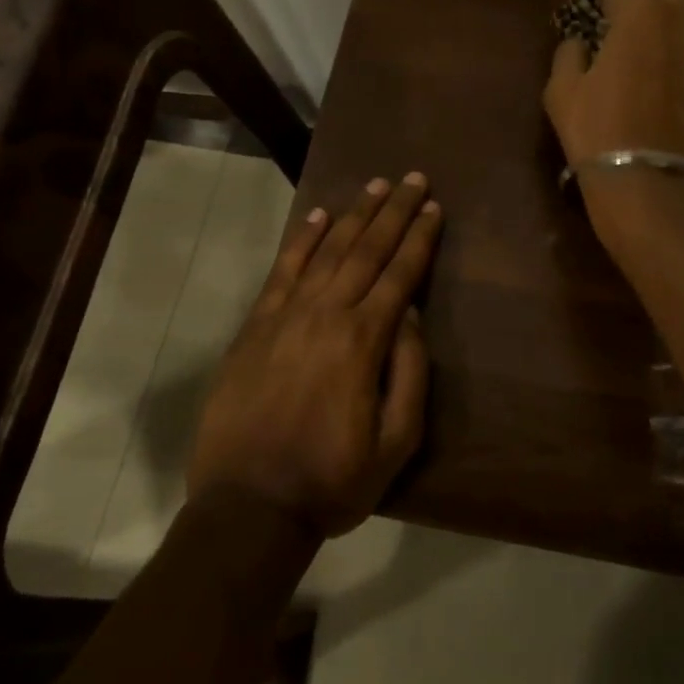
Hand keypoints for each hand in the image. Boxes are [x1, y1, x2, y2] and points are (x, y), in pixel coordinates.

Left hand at [187, 173, 442, 537]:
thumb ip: (410, 373)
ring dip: (354, 215)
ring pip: (327, 251)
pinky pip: (282, 271)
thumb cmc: (332, 479)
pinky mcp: (256, 326)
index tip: (434, 207)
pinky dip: (302, 240)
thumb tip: (410, 314)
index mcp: (363, 341)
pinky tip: (318, 216)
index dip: (420, 238)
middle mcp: (326, 315)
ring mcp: (286, 316)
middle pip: (366, 250)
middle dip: (394, 212)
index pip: (400, 275)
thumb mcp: (396, 444)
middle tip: (413, 178)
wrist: (249, 505)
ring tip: (375, 185)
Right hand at [543, 0, 683, 247]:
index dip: (608, 10)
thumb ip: (570, 52)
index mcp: (643, 14)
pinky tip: (683, 107)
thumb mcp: (561, 90)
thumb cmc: (598, 133)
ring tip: (661, 78)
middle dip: (651, 13)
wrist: (653, 188)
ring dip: (678, 42)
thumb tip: (581, 43)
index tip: (600, 33)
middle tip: (633, 47)